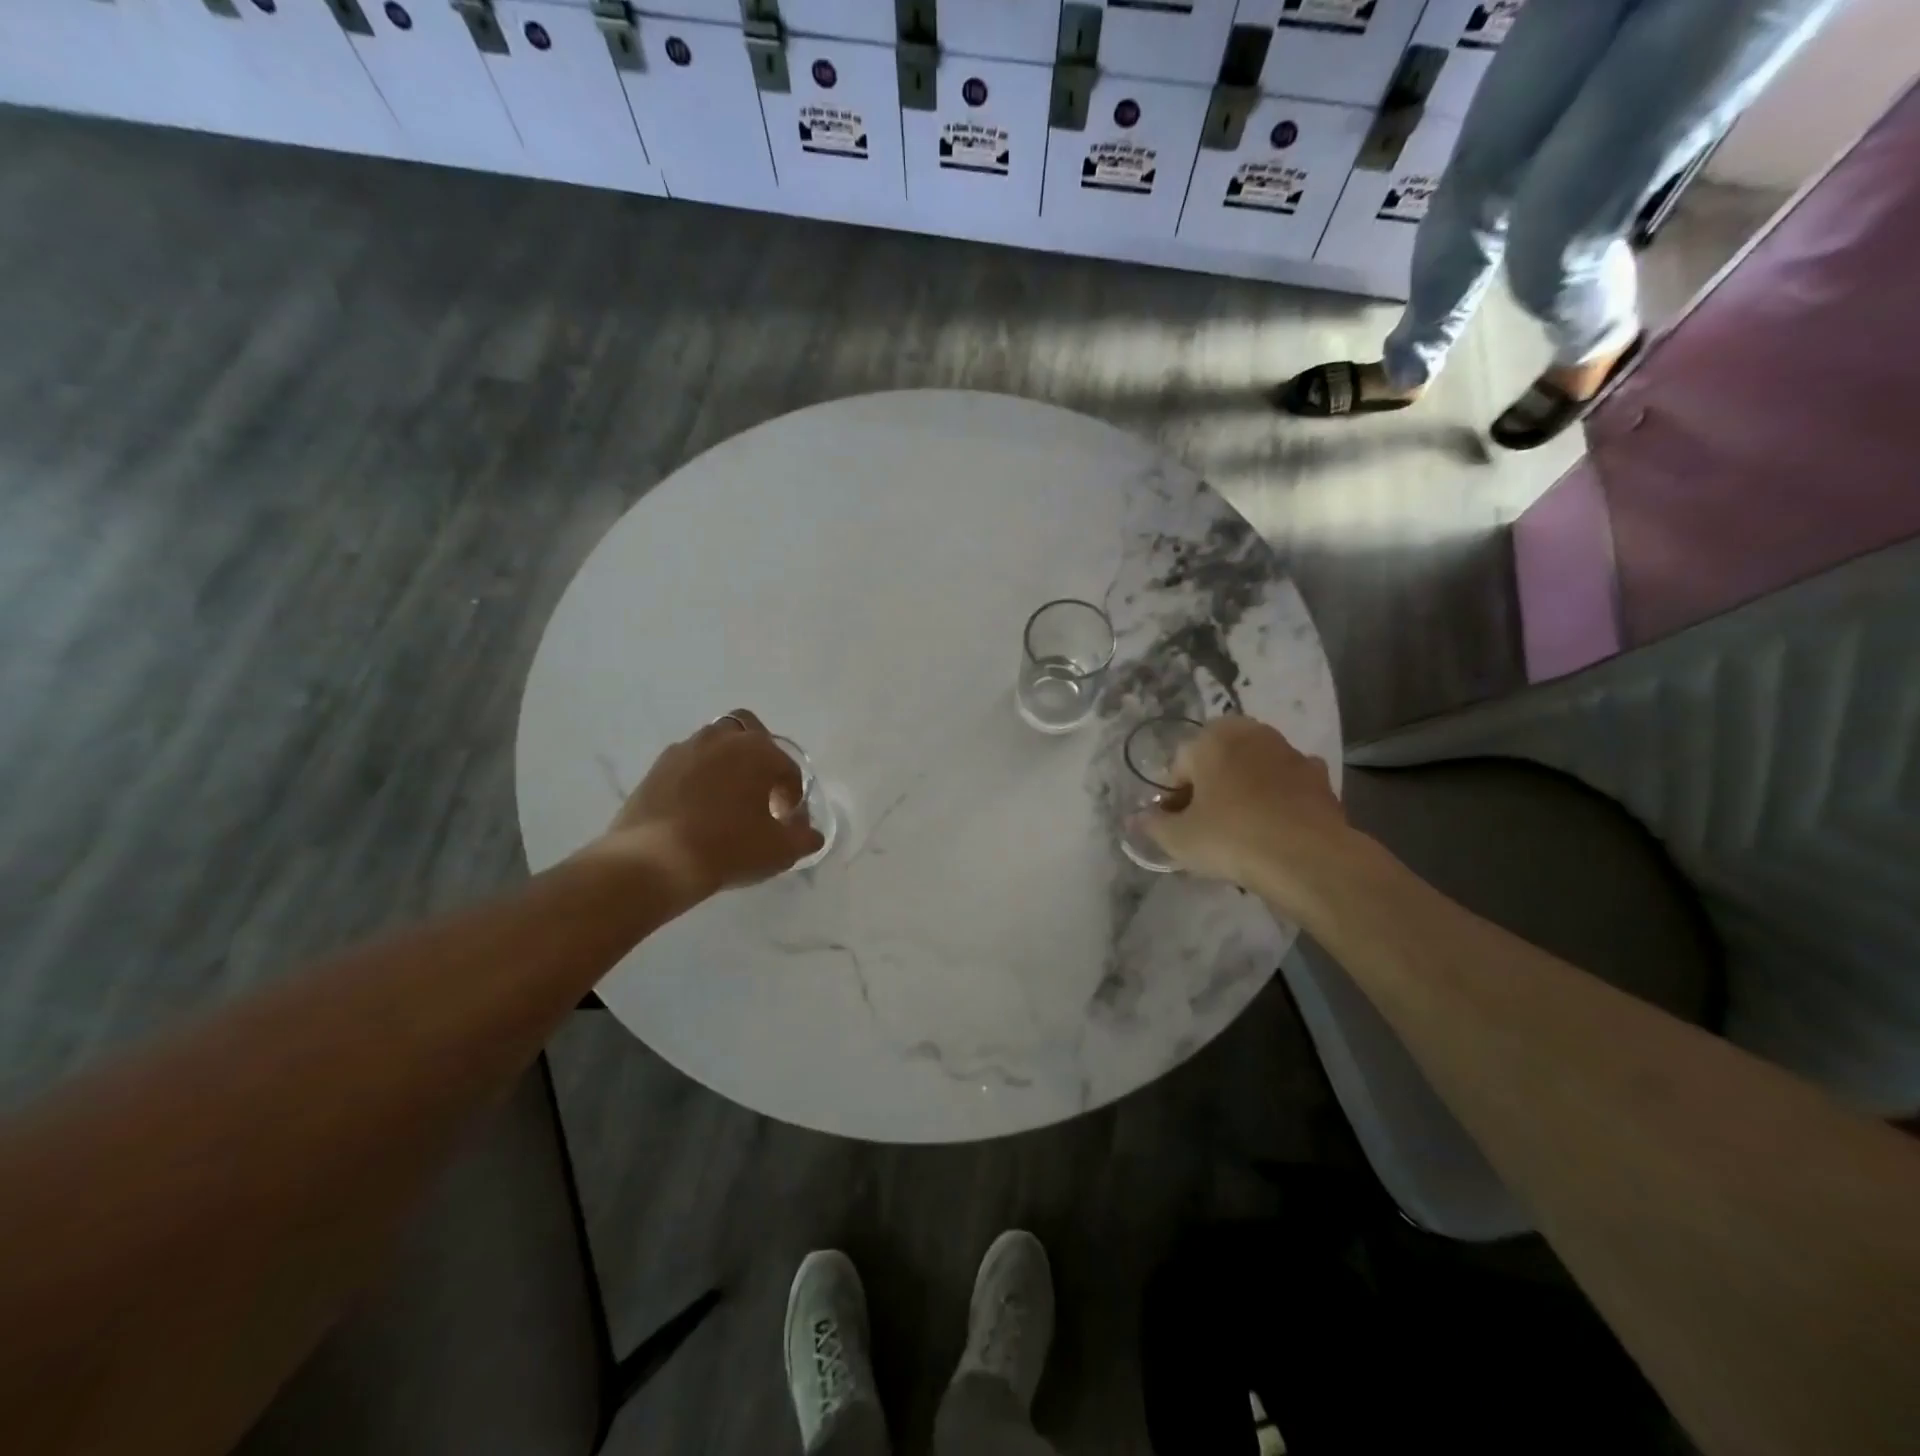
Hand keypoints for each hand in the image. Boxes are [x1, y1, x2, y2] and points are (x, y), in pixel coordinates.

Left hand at [591, 710, 825, 898]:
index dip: (793, 795)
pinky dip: (698, 777)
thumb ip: (804, 837)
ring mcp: (685, 749)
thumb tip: (811, 834)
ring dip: (727, 763)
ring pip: (715, 743)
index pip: (788, 768)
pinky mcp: (656, 768)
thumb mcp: (780, 850)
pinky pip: (688, 763)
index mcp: (758, 750)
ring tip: (728, 799)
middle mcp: (722, 738)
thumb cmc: (728, 848)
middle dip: (760, 755)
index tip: (787, 821)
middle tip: (760, 790)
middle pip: (749, 731)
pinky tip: (697, 808)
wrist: (655, 862)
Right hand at [1133, 716, 1357, 915]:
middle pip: (1219, 758)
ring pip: (1254, 768)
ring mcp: (1290, 752)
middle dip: (1211, 783)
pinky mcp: (1320, 777)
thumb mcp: (1178, 839)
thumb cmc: (1231, 838)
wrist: (1307, 859)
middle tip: (1207, 822)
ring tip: (1243, 828)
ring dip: (1245, 788)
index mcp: (1212, 738)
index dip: (1174, 796)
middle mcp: (1252, 734)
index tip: (1178, 824)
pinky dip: (1280, 798)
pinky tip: (1276, 827)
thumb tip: (1135, 819)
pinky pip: (1287, 784)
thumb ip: (1153, 825)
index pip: (1180, 764)